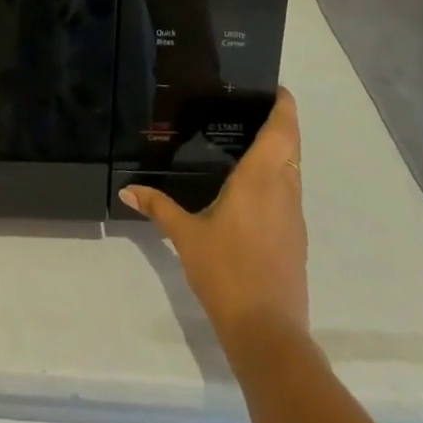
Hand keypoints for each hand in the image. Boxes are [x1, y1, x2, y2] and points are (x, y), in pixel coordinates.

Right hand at [119, 89, 308, 341]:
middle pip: (292, 146)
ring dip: (280, 153)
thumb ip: (158, 207)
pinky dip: (277, 181)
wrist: (268, 334)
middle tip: (251, 108)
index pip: (282, 130)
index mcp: (260, 179)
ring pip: (293, 172)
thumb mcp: (186, 237)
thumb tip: (126, 189)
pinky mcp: (296, 241)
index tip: (275, 87)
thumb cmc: (226, 272)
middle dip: (280, 124)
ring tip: (247, 143)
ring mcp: (294, 217)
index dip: (284, 105)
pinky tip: (251, 190)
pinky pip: (290, 195)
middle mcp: (284, 190)